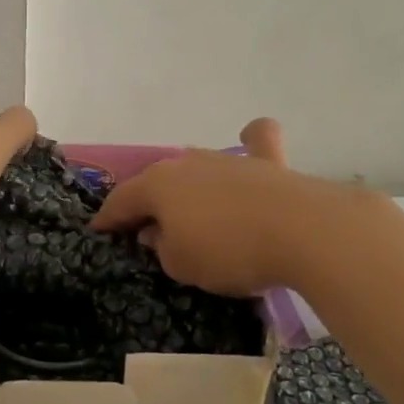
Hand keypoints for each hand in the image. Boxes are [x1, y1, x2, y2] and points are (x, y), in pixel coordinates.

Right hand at [89, 119, 342, 295]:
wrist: (303, 231)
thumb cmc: (229, 251)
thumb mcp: (181, 265)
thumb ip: (162, 248)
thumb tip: (158, 232)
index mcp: (158, 185)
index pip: (121, 201)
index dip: (108, 219)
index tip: (99, 232)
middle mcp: (187, 163)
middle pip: (157, 183)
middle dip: (147, 203)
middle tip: (145, 228)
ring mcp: (228, 160)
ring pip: (197, 168)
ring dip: (188, 187)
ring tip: (189, 209)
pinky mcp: (268, 164)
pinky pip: (256, 143)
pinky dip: (251, 141)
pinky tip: (250, 138)